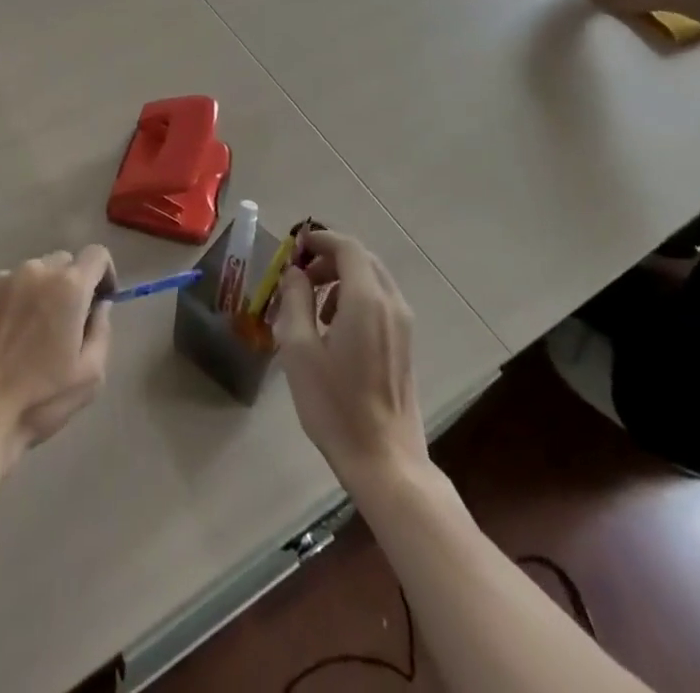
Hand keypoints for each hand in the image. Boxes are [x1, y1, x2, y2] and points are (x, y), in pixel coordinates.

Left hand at [0, 247, 114, 476]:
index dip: (104, 274)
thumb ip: (101, 330)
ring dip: (39, 293)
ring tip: (29, 334)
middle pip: (64, 263)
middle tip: (64, 324)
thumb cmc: (38, 400)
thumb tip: (98, 306)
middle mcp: (35, 271)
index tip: (100, 301)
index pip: (97, 255)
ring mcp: (1, 279)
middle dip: (71, 286)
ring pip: (32, 274)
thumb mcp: (90, 376)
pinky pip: (5, 287)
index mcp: (68, 287)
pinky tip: (3, 337)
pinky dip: (12, 302)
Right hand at [274, 230, 428, 484]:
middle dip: (328, 258)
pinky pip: (380, 301)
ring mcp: (403, 324)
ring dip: (341, 278)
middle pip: (362, 259)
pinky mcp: (405, 344)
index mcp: (365, 299)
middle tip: (299, 276)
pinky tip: (335, 328)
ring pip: (372, 279)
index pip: (347, 247)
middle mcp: (391, 303)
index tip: (293, 248)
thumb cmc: (334, 404)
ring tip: (313, 306)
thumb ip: (295, 300)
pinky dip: (355, 296)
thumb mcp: (299, 349)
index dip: (319, 239)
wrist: (384, 460)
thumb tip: (295, 273)